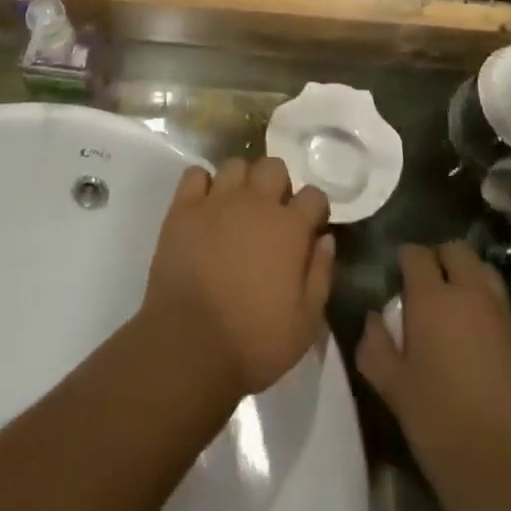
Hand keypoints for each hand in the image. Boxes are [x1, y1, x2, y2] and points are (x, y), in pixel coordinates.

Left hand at [142, 158, 334, 400]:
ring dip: (241, 182)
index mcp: (289, 227)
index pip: (314, 195)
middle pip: (274, 167)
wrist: (189, 345)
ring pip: (236, 165)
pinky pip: (195, 174)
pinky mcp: (184, 207)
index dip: (315, 210)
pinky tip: (204, 206)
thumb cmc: (254, 341)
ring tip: (237, 208)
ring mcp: (217, 200)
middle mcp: (256, 202)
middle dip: (278, 185)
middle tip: (271, 215)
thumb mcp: (305, 323)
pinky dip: (201, 185)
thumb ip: (320, 275)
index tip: (310, 228)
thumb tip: (325, 239)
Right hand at [357, 243, 510, 510]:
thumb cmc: (442, 423)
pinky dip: (484, 300)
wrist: (509, 467)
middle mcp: (467, 292)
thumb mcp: (394, 388)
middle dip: (439, 258)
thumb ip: (375, 346)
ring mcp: (499, 312)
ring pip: (482, 269)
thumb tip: (372, 319)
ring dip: (466, 274)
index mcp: (432, 297)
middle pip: (455, 250)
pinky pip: (498, 299)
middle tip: (425, 284)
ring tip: (452, 302)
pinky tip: (473, 330)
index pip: (415, 254)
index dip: (404, 258)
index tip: (396, 275)